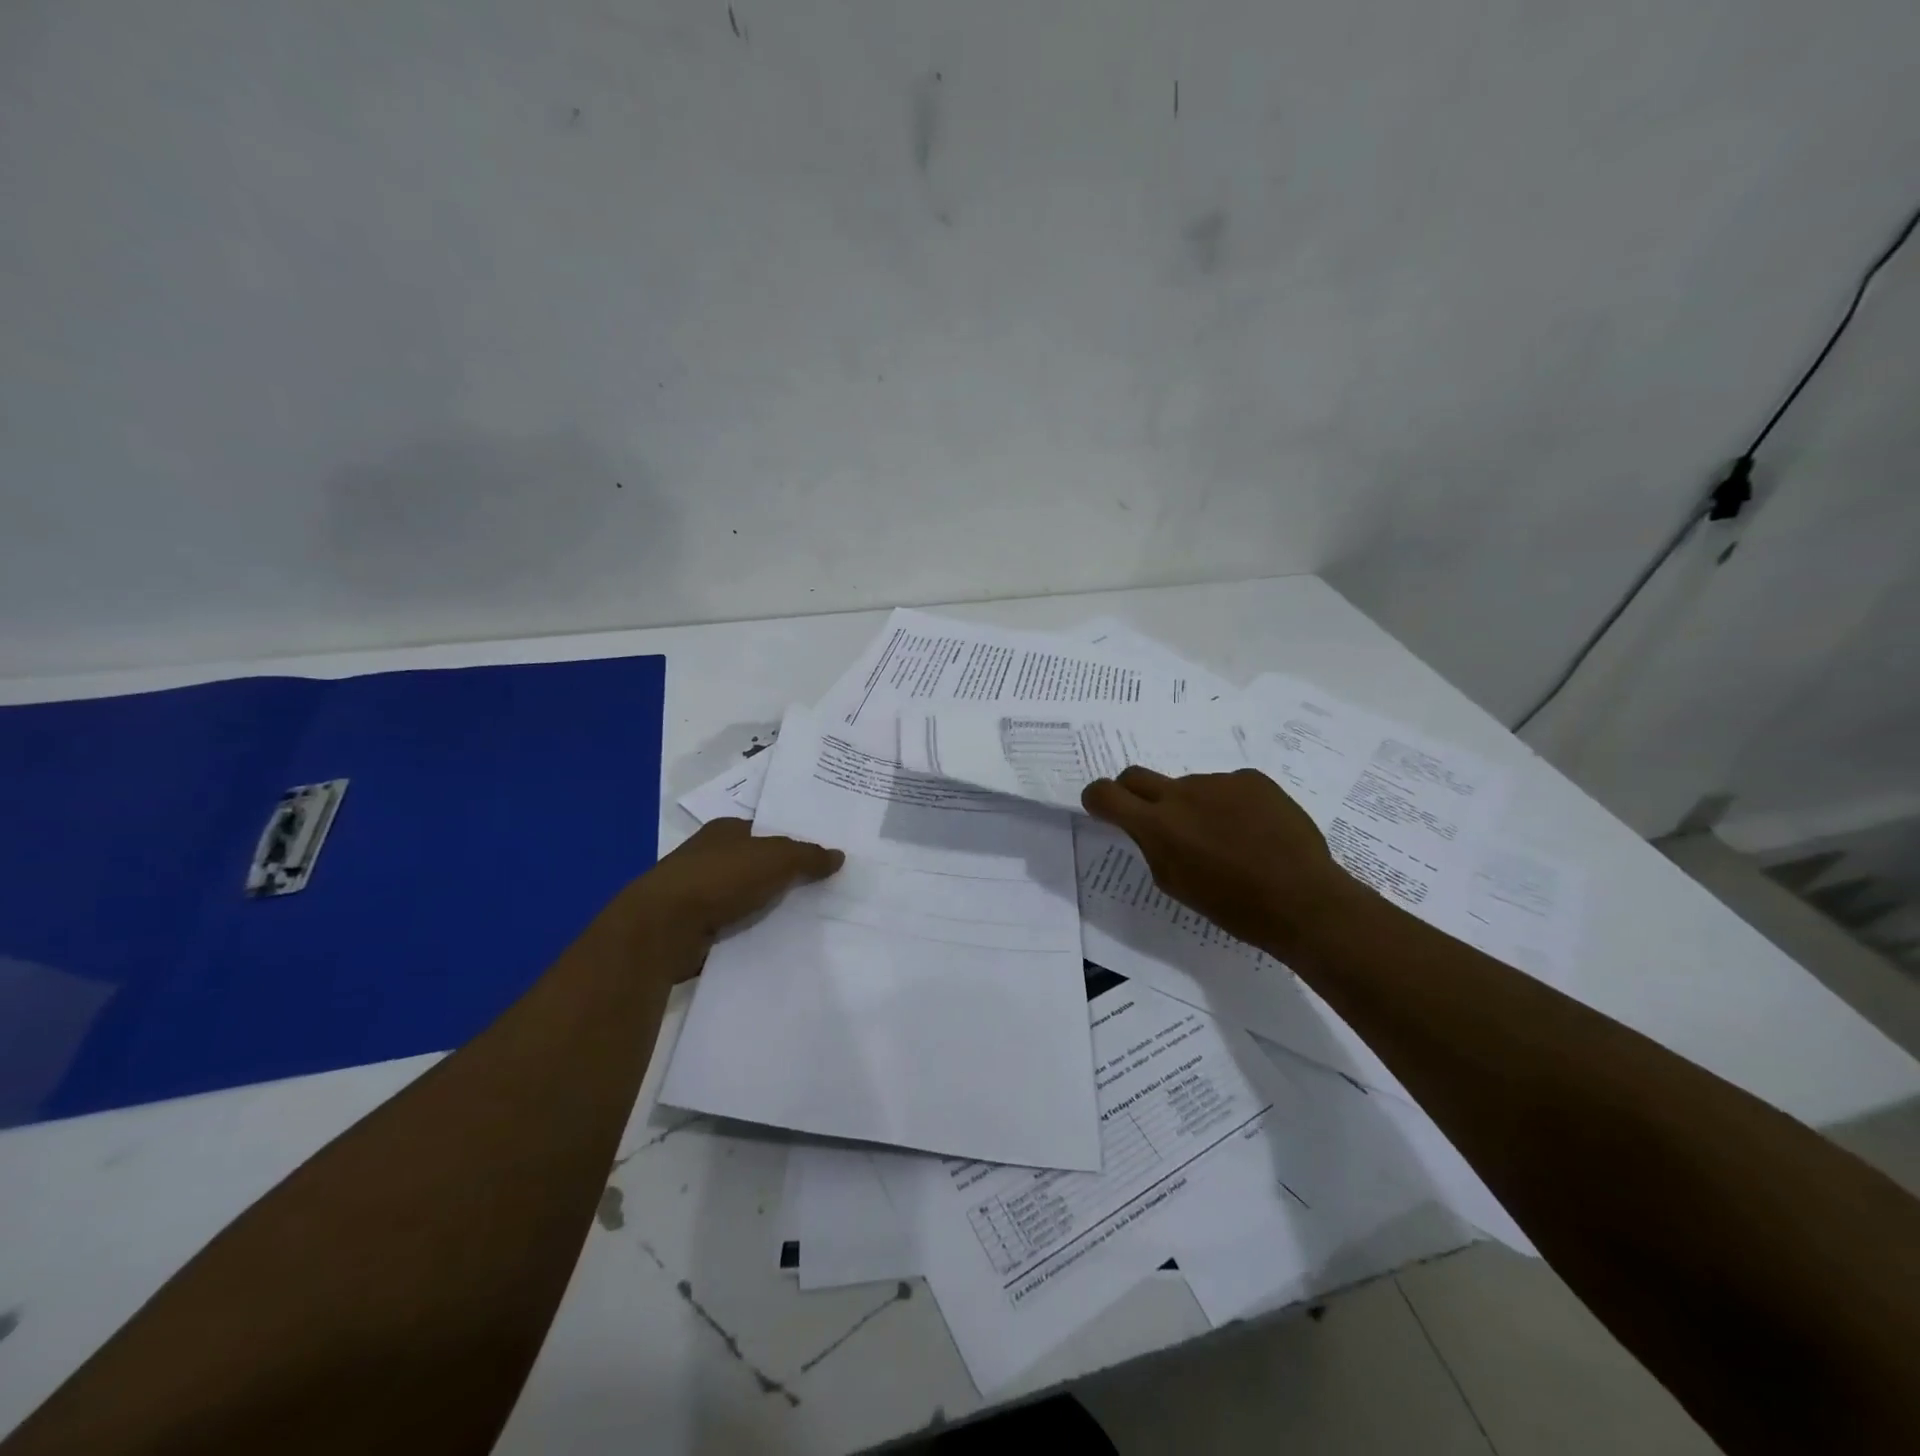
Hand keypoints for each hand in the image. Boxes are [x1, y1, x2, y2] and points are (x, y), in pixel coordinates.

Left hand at [631, 817, 844, 941]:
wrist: (663, 928)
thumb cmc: (720, 879)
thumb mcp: (776, 858)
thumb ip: (809, 856)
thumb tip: (839, 855)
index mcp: (726, 830)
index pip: (767, 831)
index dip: (795, 842)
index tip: (824, 858)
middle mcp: (711, 856)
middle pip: (759, 864)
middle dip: (786, 876)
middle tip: (827, 889)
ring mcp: (700, 892)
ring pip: (748, 897)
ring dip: (770, 907)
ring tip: (811, 919)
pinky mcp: (695, 926)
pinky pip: (736, 926)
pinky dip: (754, 932)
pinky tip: (779, 941)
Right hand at [1081, 767, 1360, 957]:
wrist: (1303, 899)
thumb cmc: (1233, 906)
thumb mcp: (1175, 884)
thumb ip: (1153, 847)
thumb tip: (1149, 827)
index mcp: (1157, 825)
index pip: (1105, 794)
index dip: (1096, 798)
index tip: (1102, 809)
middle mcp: (1181, 793)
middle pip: (1137, 776)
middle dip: (1133, 793)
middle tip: (1154, 820)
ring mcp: (1219, 781)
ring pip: (1189, 786)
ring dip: (1193, 806)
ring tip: (1226, 839)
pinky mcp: (1252, 779)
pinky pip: (1227, 786)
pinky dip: (1229, 804)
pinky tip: (1253, 831)